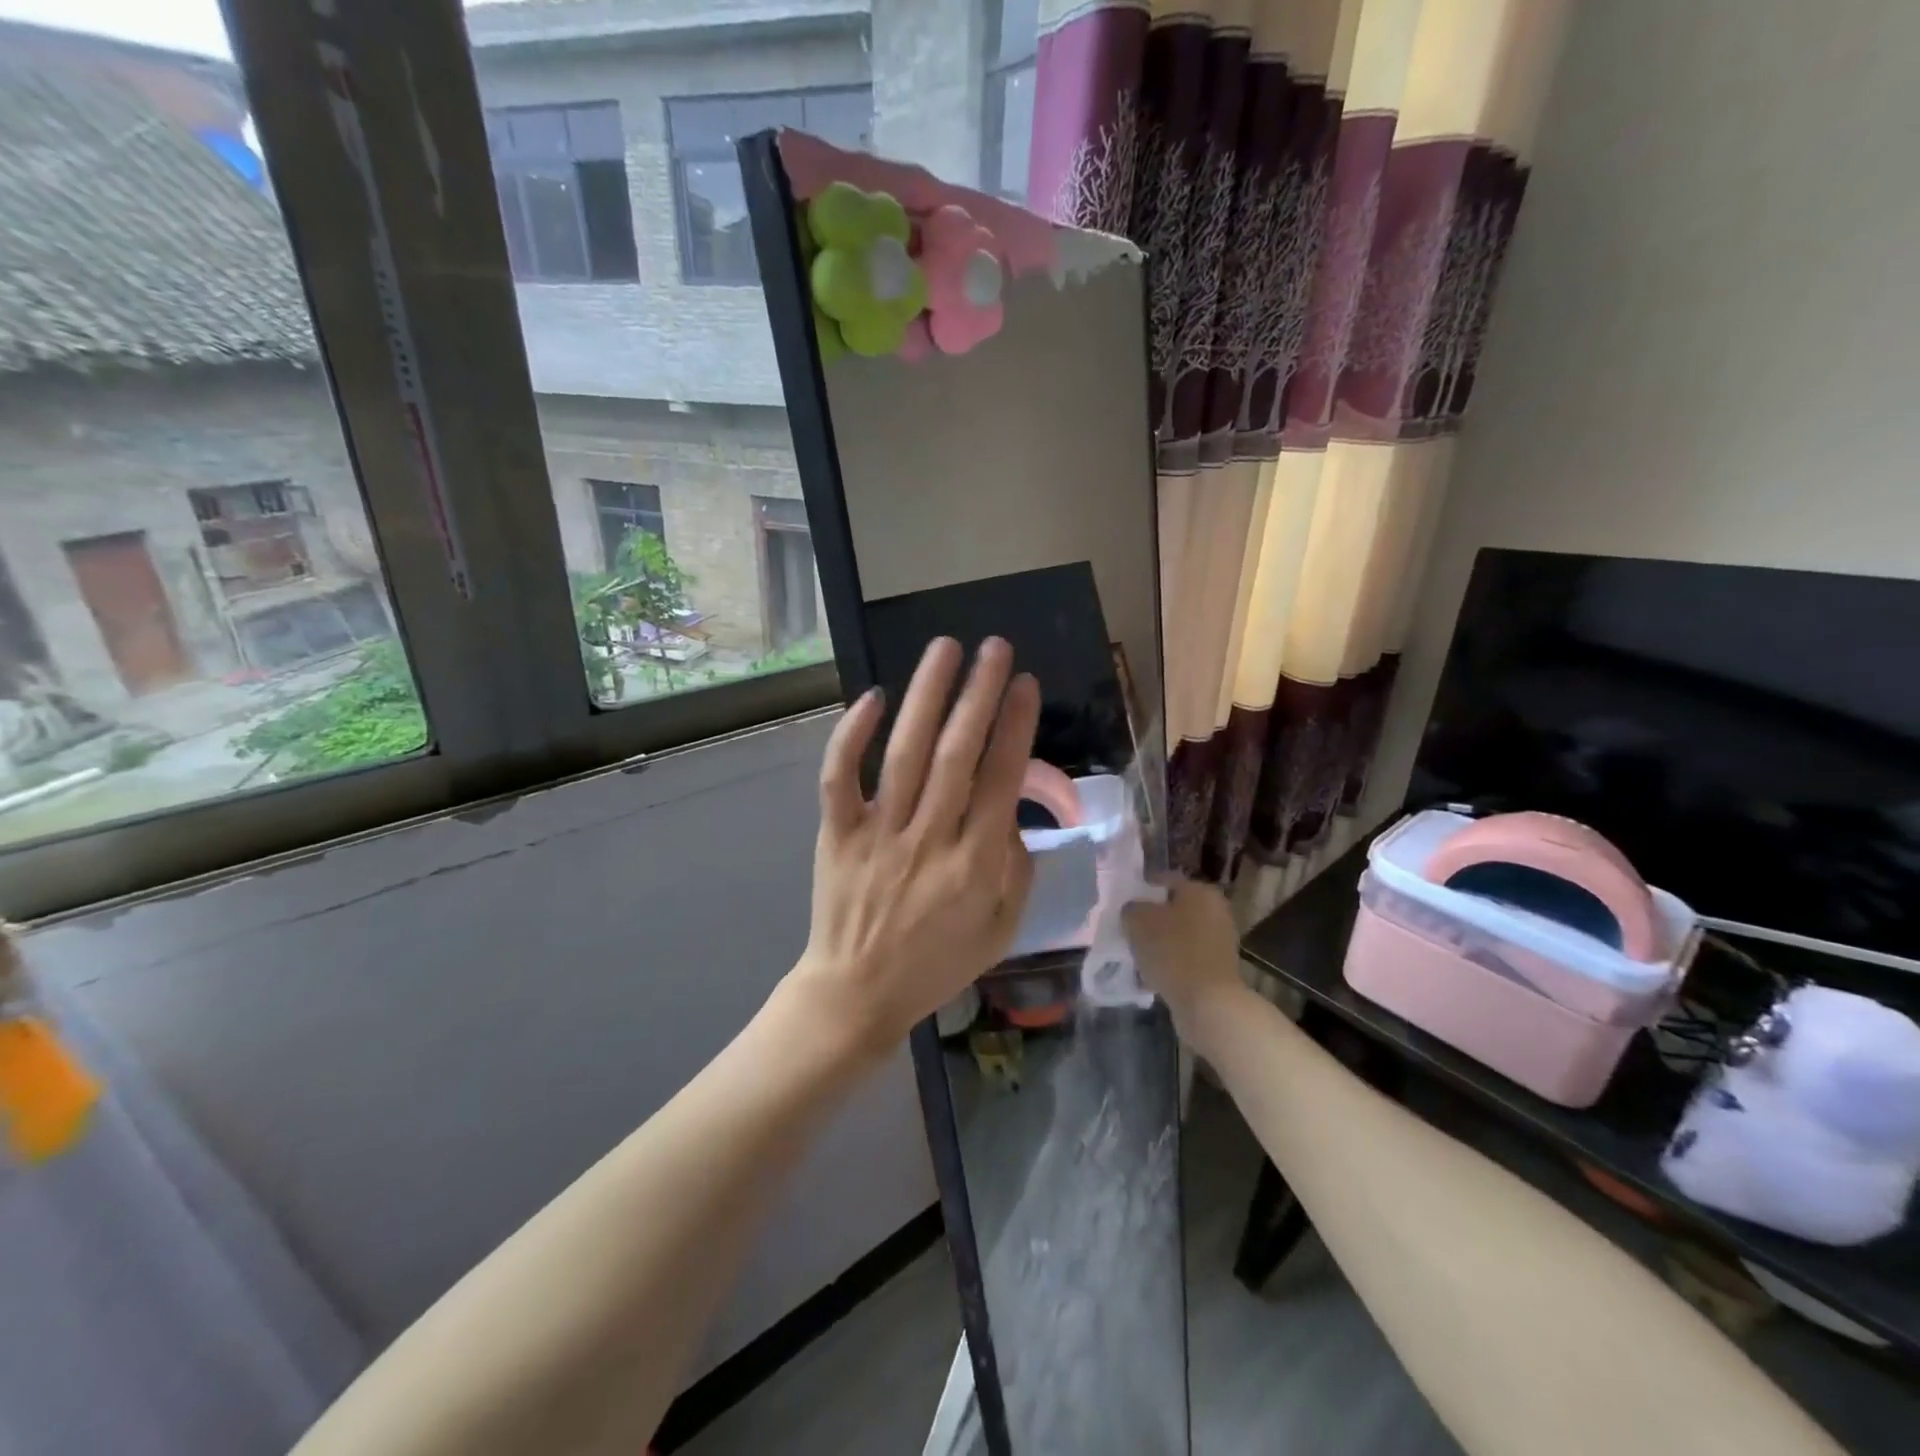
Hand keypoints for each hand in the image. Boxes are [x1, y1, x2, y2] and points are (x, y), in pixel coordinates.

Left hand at [789, 637, 1040, 1063]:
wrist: (858, 992)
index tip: (1026, 684)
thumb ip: (1015, 867)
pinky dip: (851, 737)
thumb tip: (1010, 807)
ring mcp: (879, 834)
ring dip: (927, 696)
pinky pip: (840, 779)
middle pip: (958, 754)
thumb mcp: (1001, 929)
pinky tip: (873, 698)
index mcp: (976, 865)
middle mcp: (930, 839)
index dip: (1016, 727)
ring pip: (906, 754)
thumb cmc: (936, 963)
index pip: (1001, 780)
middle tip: (995, 648)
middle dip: (979, 694)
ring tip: (944, 649)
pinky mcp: (838, 834)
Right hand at [1123, 877, 1245, 1047]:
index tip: (1124, 906)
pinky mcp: (1218, 968)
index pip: (1164, 880)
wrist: (1208, 1003)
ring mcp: (1220, 940)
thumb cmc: (1173, 951)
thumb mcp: (1138, 921)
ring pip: (1179, 935)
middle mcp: (1216, 910)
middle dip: (1151, 920)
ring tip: (1137, 956)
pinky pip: (1186, 958)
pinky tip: (1151, 976)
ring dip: (1160, 943)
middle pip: (1174, 909)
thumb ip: (1131, 908)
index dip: (1141, 890)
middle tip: (1129, 931)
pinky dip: (1170, 963)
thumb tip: (1133, 910)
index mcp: (1200, 891)